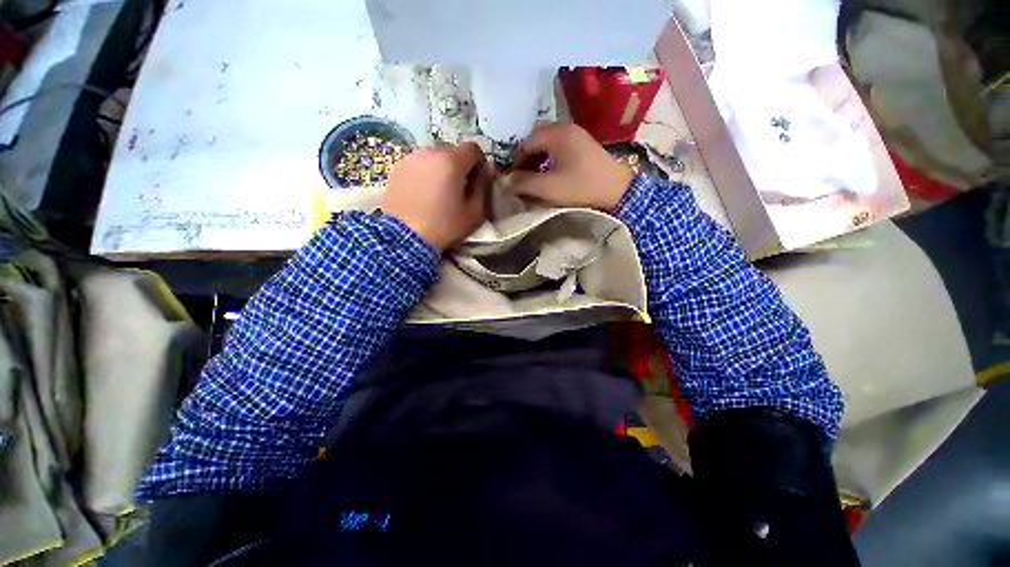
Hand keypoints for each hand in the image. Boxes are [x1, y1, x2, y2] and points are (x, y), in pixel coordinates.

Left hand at [381, 142, 492, 251]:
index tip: (476, 182)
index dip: (478, 163)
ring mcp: (411, 158)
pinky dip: (425, 173)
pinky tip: (422, 194)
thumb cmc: (444, 227)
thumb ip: (484, 186)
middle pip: (453, 151)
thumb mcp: (474, 212)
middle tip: (457, 190)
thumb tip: (488, 168)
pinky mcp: (397, 167)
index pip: (473, 148)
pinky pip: (419, 164)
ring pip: (435, 157)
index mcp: (452, 161)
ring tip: (437, 193)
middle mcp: (430, 152)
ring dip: (441, 169)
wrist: (404, 238)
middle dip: (459, 166)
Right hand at [510, 123, 632, 209]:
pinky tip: (550, 173)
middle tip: (521, 176)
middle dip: (526, 157)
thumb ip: (523, 183)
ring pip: (548, 143)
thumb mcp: (548, 188)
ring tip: (534, 176)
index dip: (515, 161)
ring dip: (538, 158)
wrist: (618, 191)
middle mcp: (566, 128)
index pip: (526, 142)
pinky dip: (550, 158)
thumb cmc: (581, 188)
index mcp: (557, 134)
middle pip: (536, 139)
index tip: (512, 178)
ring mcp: (577, 135)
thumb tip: (505, 182)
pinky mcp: (584, 145)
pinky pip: (560, 147)